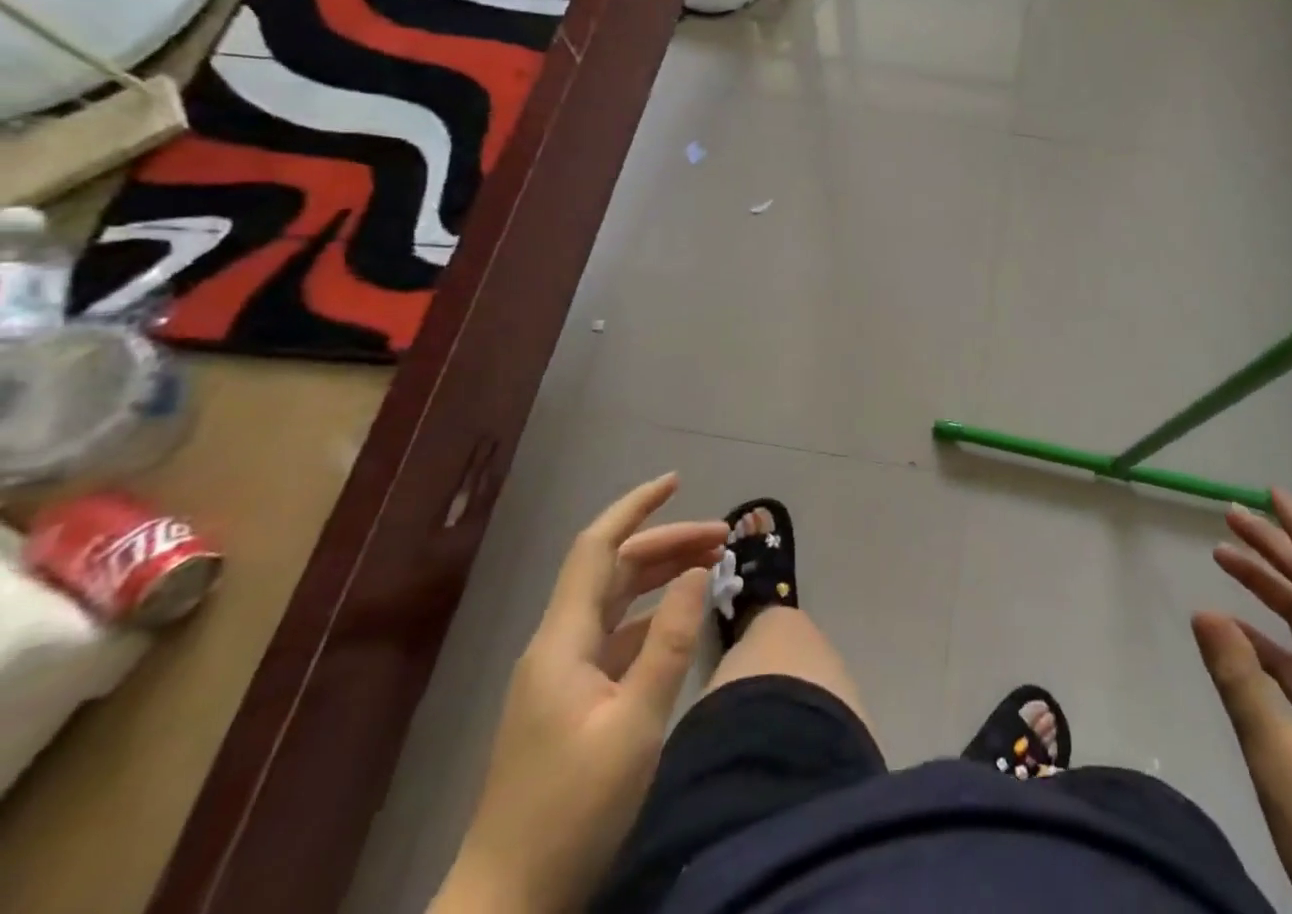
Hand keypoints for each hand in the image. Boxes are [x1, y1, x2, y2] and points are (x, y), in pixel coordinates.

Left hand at [433, 474, 726, 913]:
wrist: (508, 905)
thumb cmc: (572, 812)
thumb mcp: (636, 724)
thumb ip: (669, 642)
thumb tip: (697, 572)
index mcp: (563, 642)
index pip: (597, 548)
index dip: (635, 507)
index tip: (677, 480)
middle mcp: (557, 646)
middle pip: (613, 570)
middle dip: (667, 542)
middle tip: (724, 538)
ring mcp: (560, 675)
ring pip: (615, 600)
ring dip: (661, 576)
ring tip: (712, 565)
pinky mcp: (569, 702)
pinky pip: (615, 635)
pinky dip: (650, 615)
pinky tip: (680, 622)